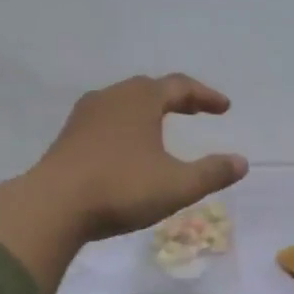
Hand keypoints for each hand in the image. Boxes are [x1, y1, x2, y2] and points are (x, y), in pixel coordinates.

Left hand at [0, 75, 246, 293]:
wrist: (52, 206)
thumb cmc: (121, 188)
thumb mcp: (177, 185)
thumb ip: (212, 173)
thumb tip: (242, 162)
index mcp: (141, 99)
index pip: (180, 86)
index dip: (205, 96)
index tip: (224, 108)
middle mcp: (112, 97)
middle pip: (150, 89)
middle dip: (176, 98)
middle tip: (195, 111)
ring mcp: (85, 116)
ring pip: (124, 103)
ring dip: (149, 111)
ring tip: (163, 127)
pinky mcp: (68, 137)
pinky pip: (107, 120)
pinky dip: (127, 126)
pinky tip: (129, 148)